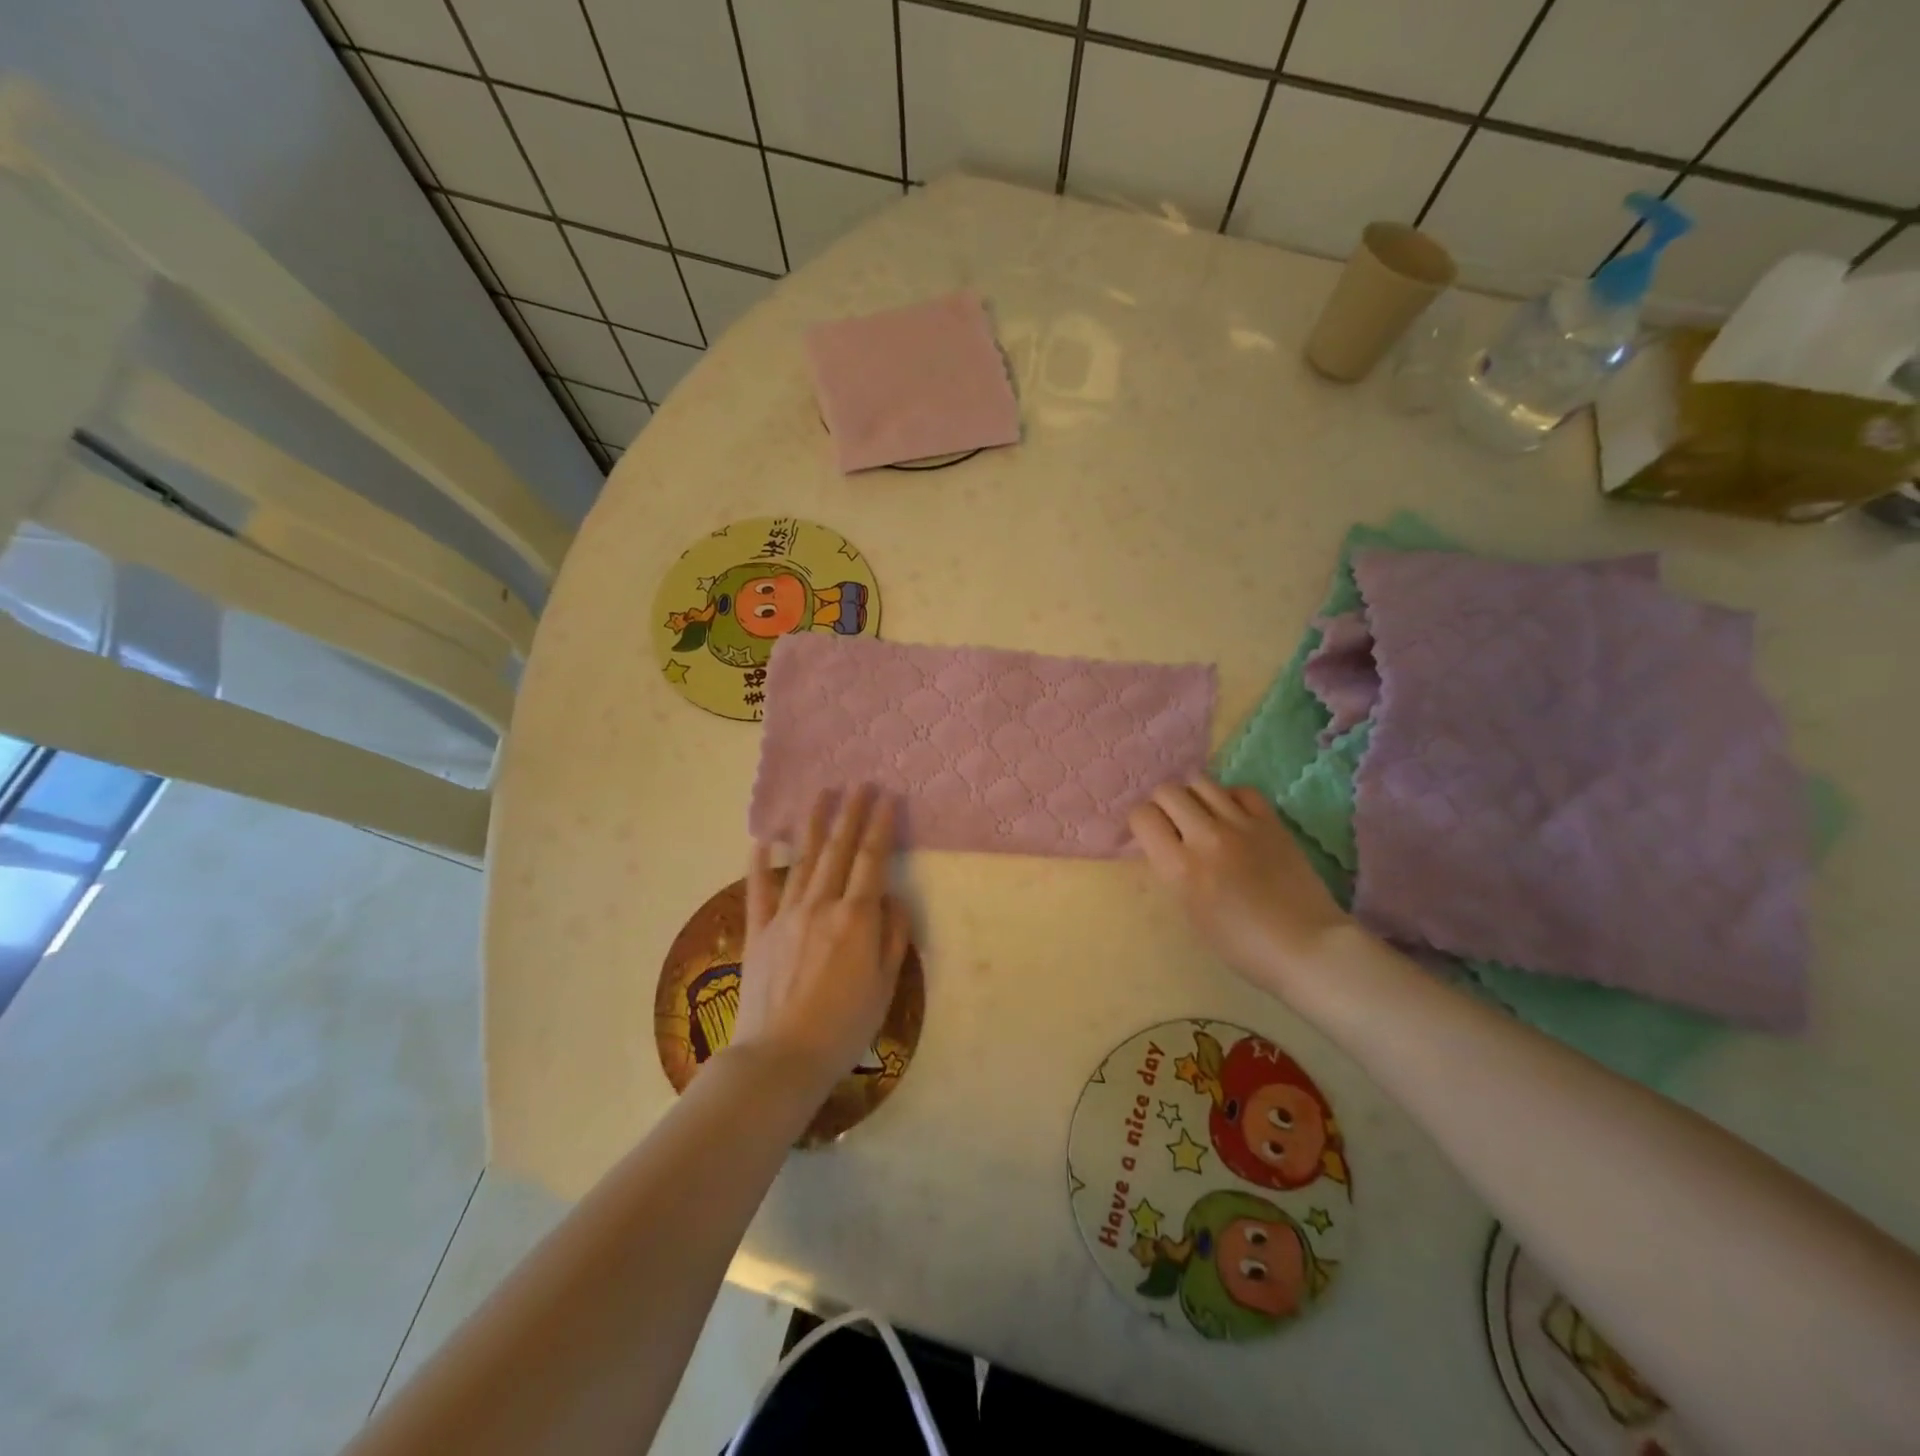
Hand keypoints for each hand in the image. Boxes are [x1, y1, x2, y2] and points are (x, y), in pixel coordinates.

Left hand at [732, 785, 911, 1092]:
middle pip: (838, 850)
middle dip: (850, 813)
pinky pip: (759, 890)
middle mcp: (821, 906)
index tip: (885, 798)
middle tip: (858, 783)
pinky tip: (764, 838)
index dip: (880, 827)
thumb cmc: (843, 1027)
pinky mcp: (758, 931)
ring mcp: (785, 916)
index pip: (872, 861)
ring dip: (814, 824)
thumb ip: (891, 936)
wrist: (781, 1057)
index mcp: (855, 919)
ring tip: (821, 794)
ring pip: (803, 860)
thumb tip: (891, 899)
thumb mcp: (884, 985)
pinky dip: (760, 863)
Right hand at [1129, 778, 1349, 990]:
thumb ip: (1172, 871)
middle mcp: (1206, 837)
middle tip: (1173, 823)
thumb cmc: (1241, 945)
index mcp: (1180, 868)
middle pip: (1167, 791)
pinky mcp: (1271, 821)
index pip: (1142, 816)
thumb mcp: (1190, 912)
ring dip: (1193, 796)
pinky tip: (1233, 815)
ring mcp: (1241, 825)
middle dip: (1163, 804)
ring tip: (1202, 815)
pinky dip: (1230, 797)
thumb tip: (1164, 844)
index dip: (1141, 822)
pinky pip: (1240, 790)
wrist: (1306, 947)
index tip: (1150, 835)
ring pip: (1201, 782)